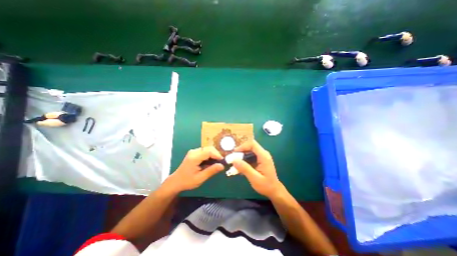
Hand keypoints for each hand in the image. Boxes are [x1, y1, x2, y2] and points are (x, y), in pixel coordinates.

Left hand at [167, 146, 223, 191]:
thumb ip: (211, 171)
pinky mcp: (194, 153)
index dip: (217, 155)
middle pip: (208, 148)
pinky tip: (210, 162)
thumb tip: (222, 166)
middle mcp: (194, 152)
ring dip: (213, 154)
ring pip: (207, 149)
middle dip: (216, 154)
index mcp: (194, 157)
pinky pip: (204, 151)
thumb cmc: (187, 181)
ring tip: (216, 163)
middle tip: (220, 162)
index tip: (222, 161)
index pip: (209, 151)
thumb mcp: (200, 178)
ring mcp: (193, 152)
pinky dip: (209, 155)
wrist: (176, 181)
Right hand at [234, 140, 284, 197]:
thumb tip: (233, 160)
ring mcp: (261, 156)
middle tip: (232, 159)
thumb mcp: (254, 178)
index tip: (234, 153)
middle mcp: (263, 153)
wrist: (273, 190)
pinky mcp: (259, 159)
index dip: (242, 146)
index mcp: (264, 156)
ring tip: (234, 164)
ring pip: (249, 151)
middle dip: (240, 151)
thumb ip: (244, 168)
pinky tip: (239, 167)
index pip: (252, 144)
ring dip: (241, 156)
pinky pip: (250, 156)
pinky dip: (243, 160)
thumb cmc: (266, 185)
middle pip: (250, 146)